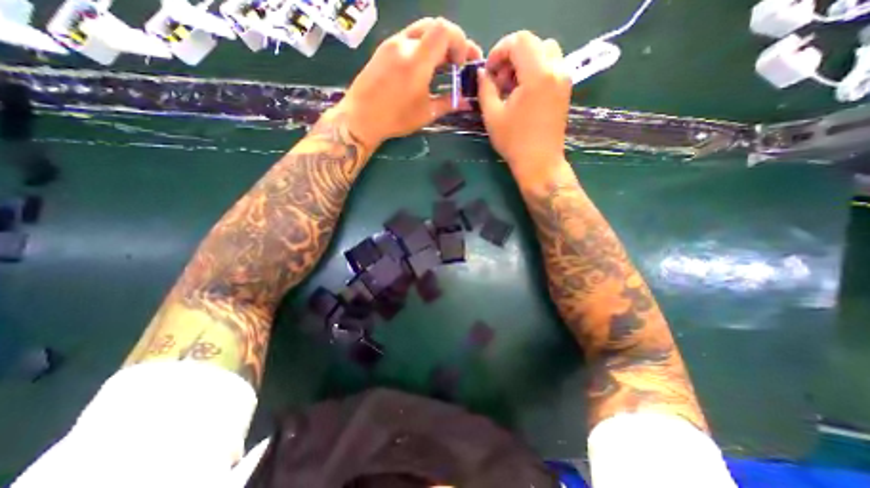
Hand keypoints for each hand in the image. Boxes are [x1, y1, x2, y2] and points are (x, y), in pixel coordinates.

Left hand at [335, 18, 482, 149]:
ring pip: (421, 31)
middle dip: (451, 42)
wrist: (360, 118)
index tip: (461, 64)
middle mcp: (404, 43)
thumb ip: (448, 103)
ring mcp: (391, 44)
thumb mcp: (426, 114)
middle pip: (434, 26)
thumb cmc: (395, 118)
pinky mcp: (383, 49)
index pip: (445, 30)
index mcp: (417, 60)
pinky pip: (408, 39)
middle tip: (456, 63)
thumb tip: (466, 102)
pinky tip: (423, 67)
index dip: (460, 42)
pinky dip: (422, 47)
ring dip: (436, 44)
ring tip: (442, 65)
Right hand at [476, 30, 572, 185]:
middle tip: (499, 81)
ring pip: (544, 52)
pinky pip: (550, 66)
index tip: (489, 72)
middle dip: (511, 57)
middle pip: (533, 43)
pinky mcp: (565, 89)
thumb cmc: (514, 142)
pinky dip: (535, 71)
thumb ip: (485, 88)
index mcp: (537, 74)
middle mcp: (556, 69)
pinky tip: (523, 93)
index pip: (519, 41)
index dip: (499, 51)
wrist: (539, 163)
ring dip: (524, 63)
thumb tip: (482, 73)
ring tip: (510, 88)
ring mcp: (564, 79)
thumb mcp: (492, 115)